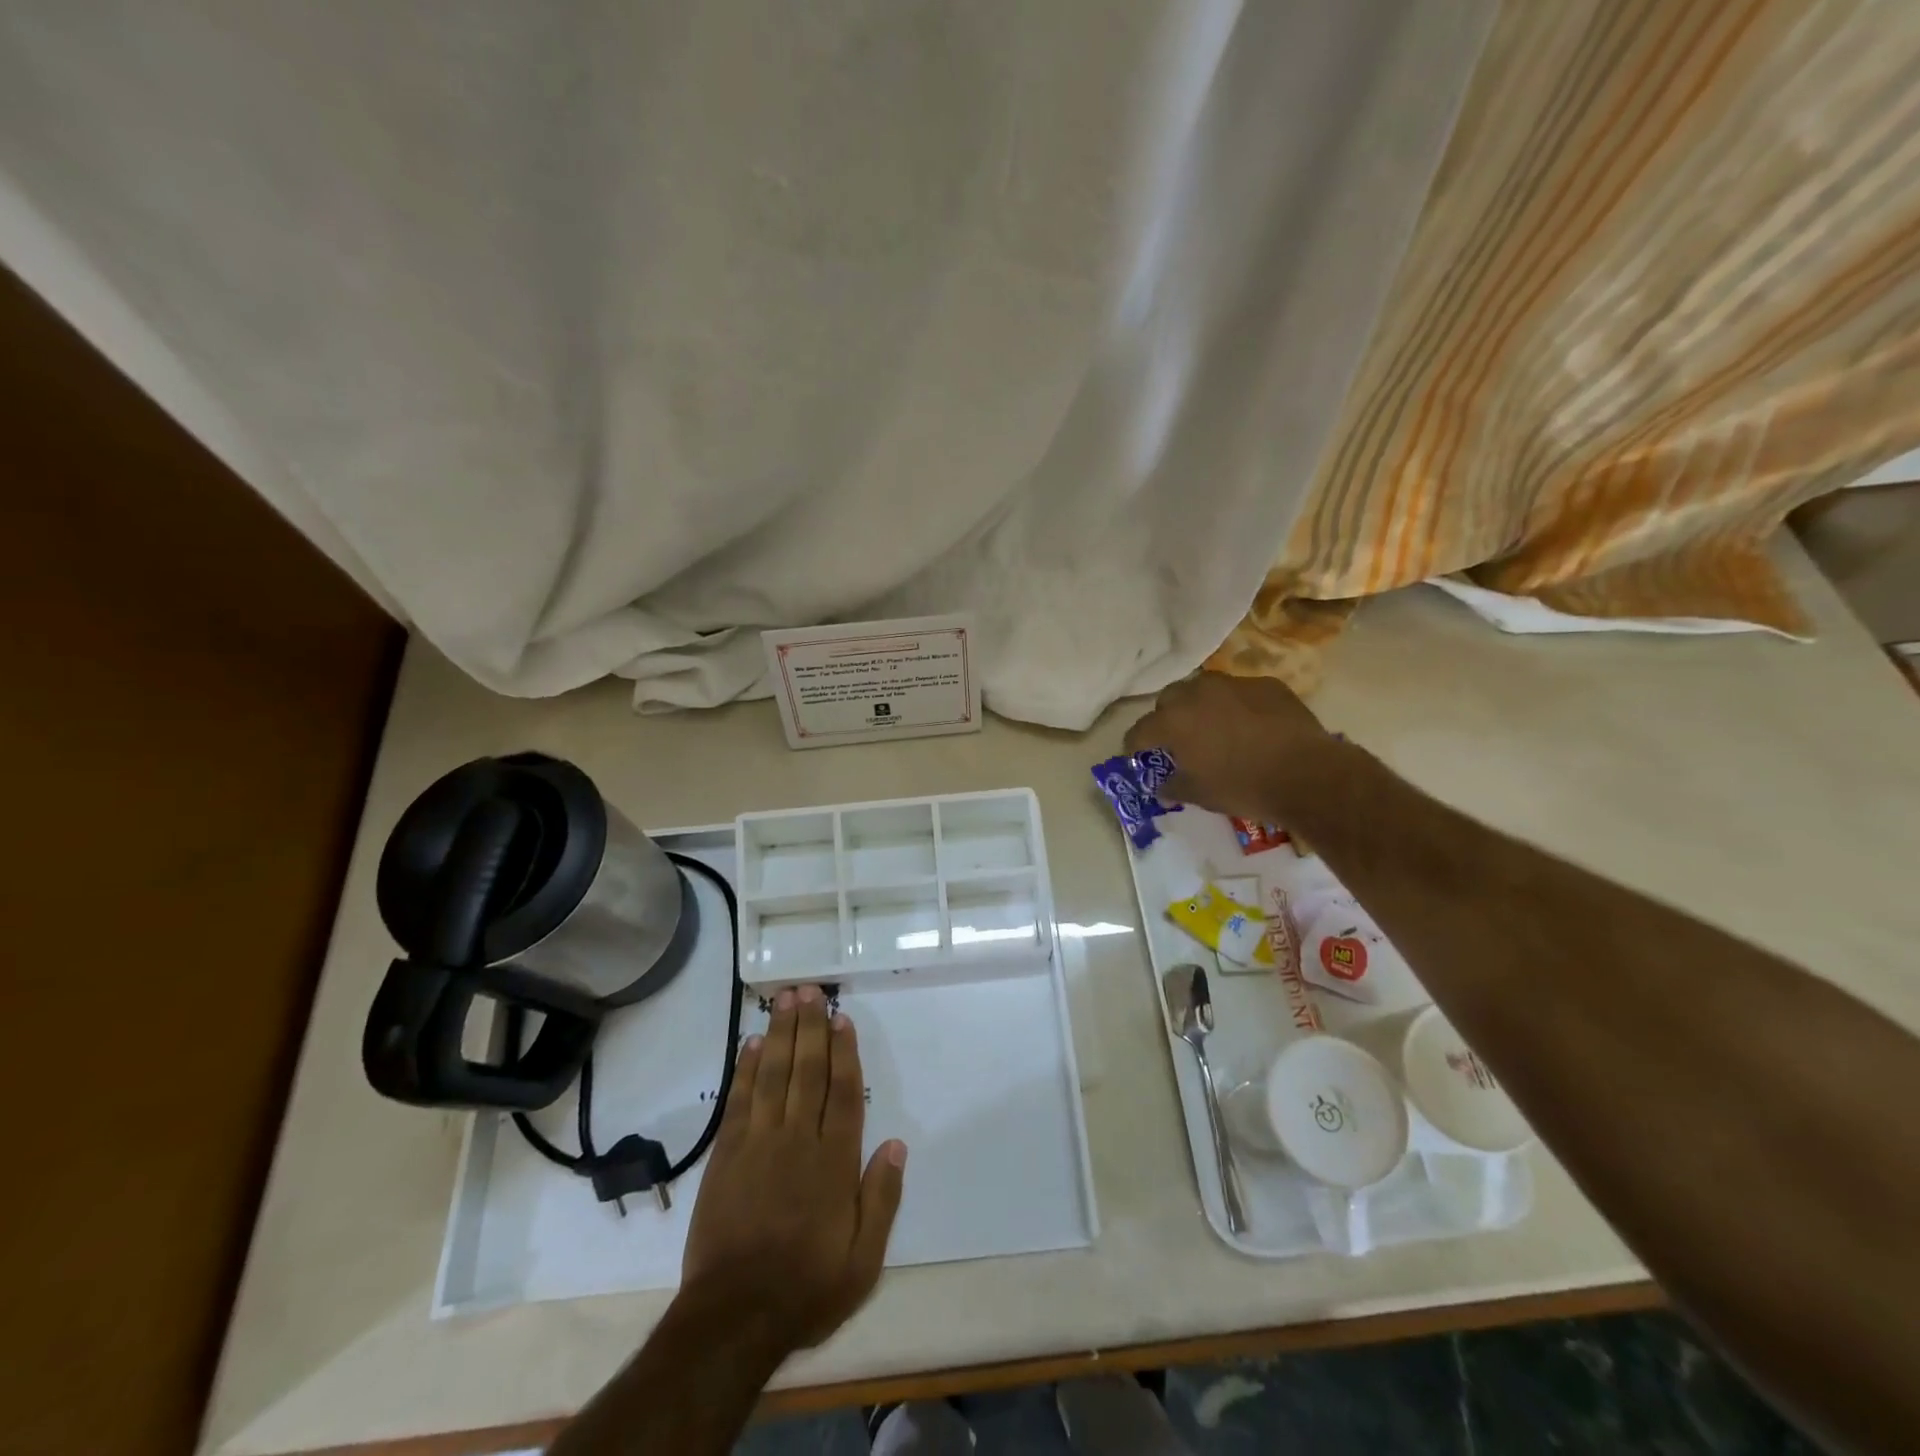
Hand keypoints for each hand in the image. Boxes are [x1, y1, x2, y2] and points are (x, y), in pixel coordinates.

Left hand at [681, 986, 906, 1353]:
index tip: (842, 1018)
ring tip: (784, 1000)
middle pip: (807, 1071)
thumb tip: (897, 1144)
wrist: (734, 1317)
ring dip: (779, 1034)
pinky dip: (745, 1069)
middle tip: (809, 990)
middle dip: (810, 1027)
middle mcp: (798, 1139)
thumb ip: (882, 1198)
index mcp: (834, 1161)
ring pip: (773, 1075)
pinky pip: (739, 1100)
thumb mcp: (863, 1260)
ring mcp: (759, 1143)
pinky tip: (750, 1043)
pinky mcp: (727, 1154)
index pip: (843, 1092)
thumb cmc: (806, 1287)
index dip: (844, 1052)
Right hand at [1123, 671, 1336, 820]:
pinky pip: (1240, 693)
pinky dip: (1237, 706)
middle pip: (1168, 700)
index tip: (1138, 757)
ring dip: (1201, 707)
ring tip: (1214, 729)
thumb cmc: (1243, 787)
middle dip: (1166, 718)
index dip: (1135, 746)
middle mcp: (1197, 693)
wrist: (1307, 774)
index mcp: (1174, 721)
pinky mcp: (1266, 684)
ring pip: (1204, 690)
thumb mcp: (1199, 795)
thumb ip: (1172, 786)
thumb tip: (1160, 786)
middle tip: (1178, 741)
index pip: (1139, 731)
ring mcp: (1234, 684)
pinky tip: (1251, 726)